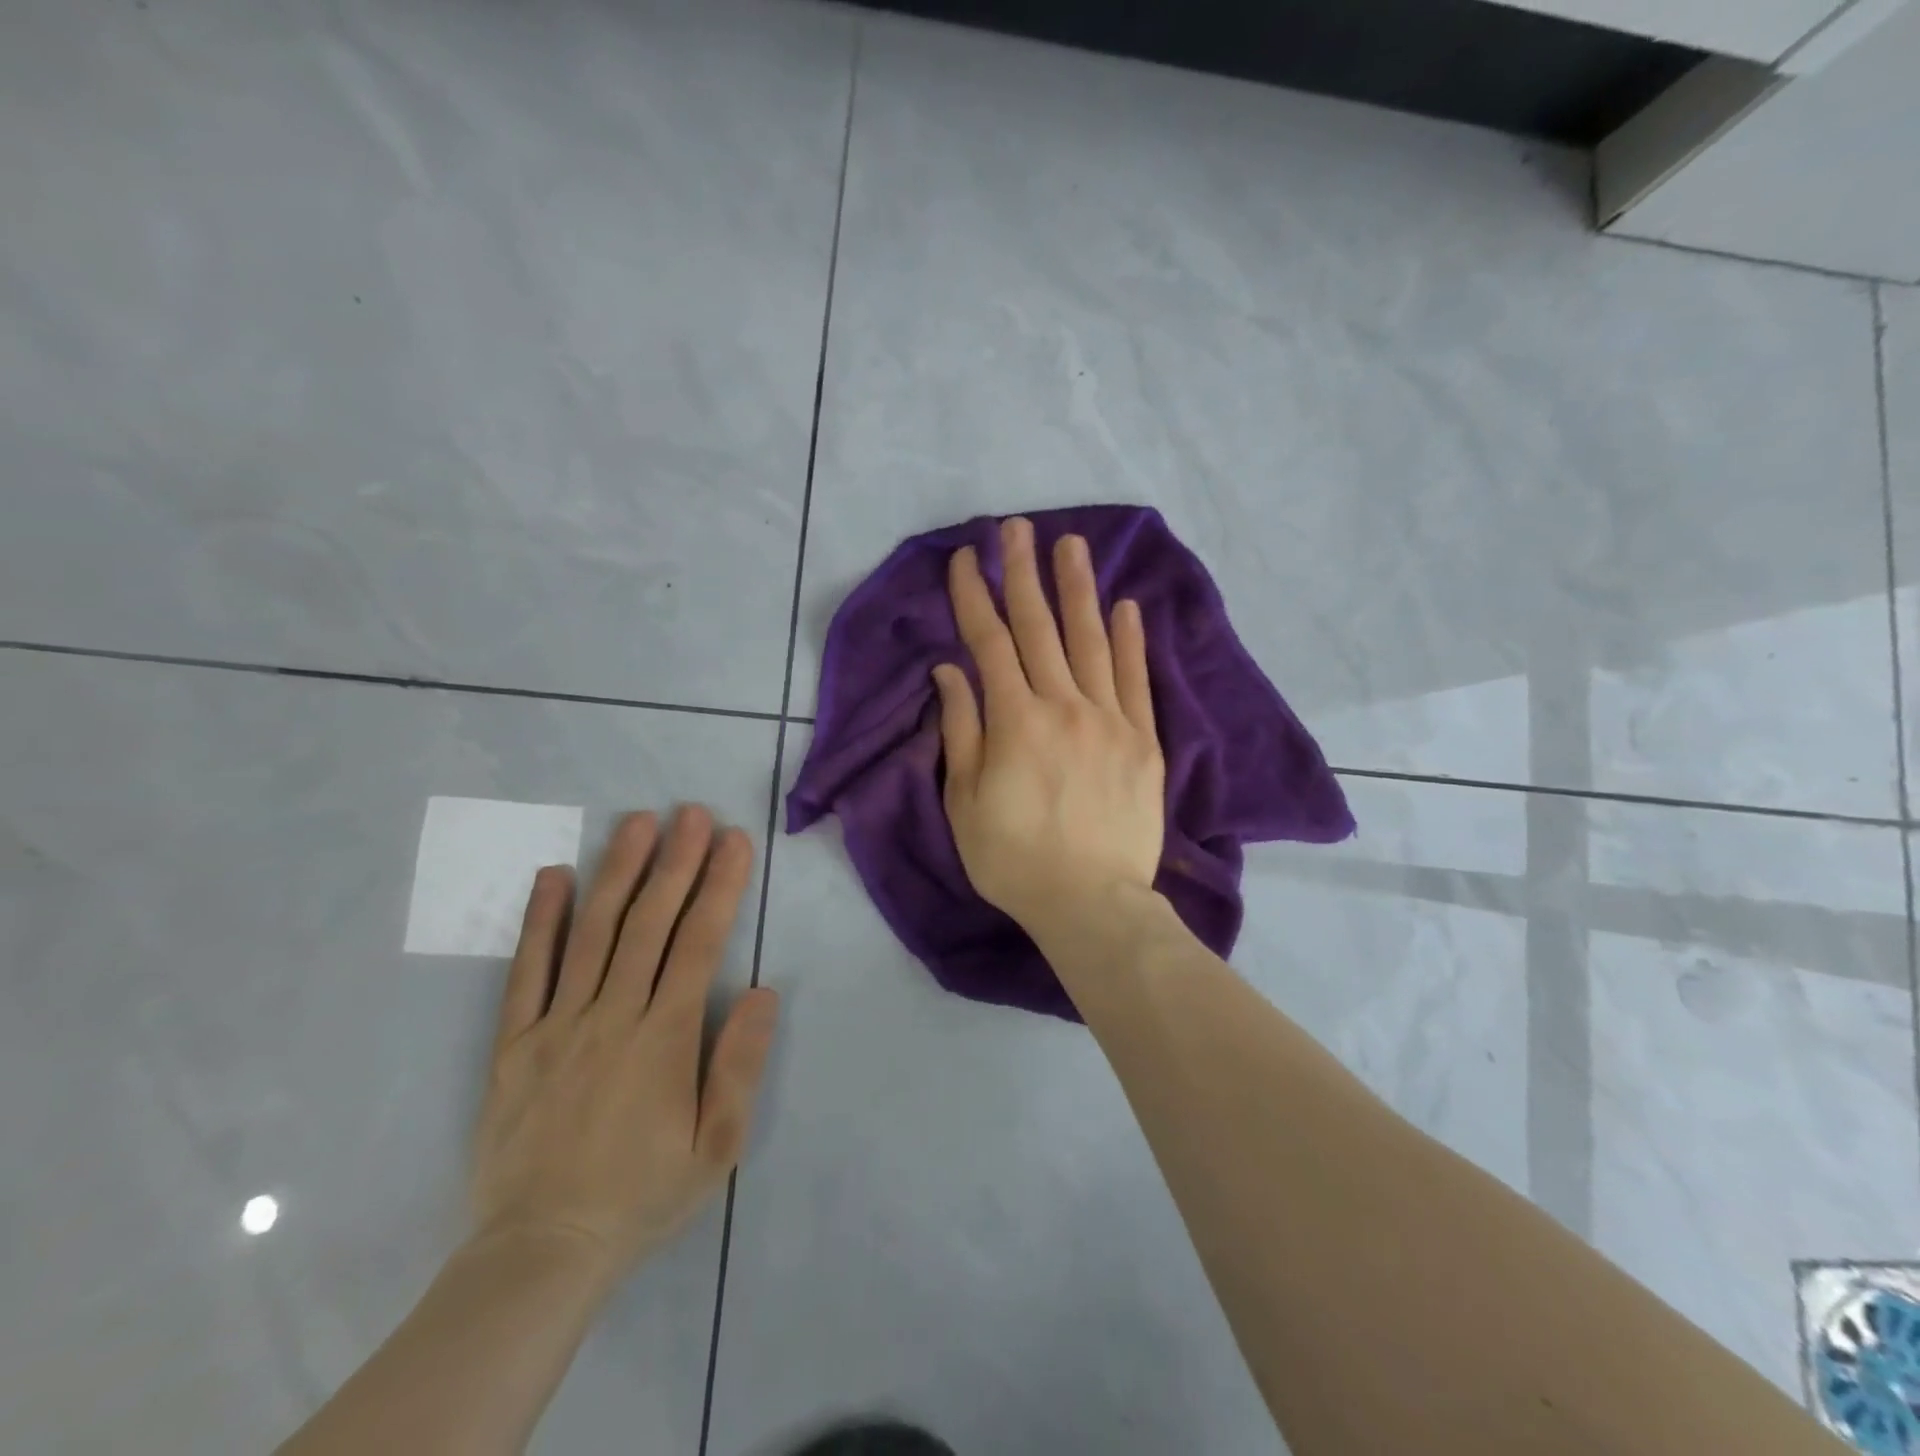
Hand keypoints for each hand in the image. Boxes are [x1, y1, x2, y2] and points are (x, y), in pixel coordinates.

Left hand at [469, 806, 778, 1291]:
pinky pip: (526, 973)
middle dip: (675, 862)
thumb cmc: (642, 1195)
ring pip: (592, 933)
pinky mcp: (514, 1043)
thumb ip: (740, 1065)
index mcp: (664, 1037)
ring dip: (618, 873)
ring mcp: (557, 1025)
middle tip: (691, 812)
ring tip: (637, 823)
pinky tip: (554, 877)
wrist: (541, 1253)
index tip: (734, 840)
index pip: (699, 942)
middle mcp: (612, 1015)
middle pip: (649, 923)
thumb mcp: (716, 1146)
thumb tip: (762, 990)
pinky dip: (540, 921)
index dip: (719, 886)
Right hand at [933, 516, 1165, 939]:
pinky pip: (1136, 679)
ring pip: (1091, 640)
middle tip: (1017, 529)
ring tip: (1072, 546)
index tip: (963, 559)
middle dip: (1023, 574)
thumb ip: (961, 729)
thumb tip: (951, 671)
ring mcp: (1110, 719)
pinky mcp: (1144, 740)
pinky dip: (1131, 640)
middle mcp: (1063, 705)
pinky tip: (1126, 606)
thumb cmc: (1014, 858)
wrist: (1091, 903)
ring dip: (1078, 590)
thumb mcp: (965, 801)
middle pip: (1039, 627)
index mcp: (1015, 720)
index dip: (973, 596)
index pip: (988, 642)